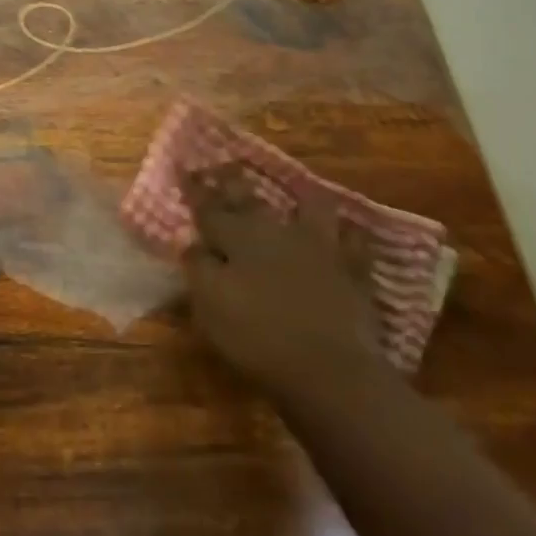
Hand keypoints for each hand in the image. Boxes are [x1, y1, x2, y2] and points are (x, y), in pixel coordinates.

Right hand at [179, 164, 383, 399]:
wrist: (329, 368)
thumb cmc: (258, 337)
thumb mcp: (210, 305)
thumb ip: (198, 267)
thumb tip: (190, 242)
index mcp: (238, 238)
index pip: (209, 207)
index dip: (195, 189)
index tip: (182, 166)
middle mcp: (277, 232)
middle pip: (251, 200)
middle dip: (234, 183)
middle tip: (225, 166)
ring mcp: (319, 247)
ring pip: (310, 208)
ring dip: (300, 198)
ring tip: (297, 192)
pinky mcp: (351, 270)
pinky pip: (353, 241)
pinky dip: (348, 234)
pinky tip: (347, 230)